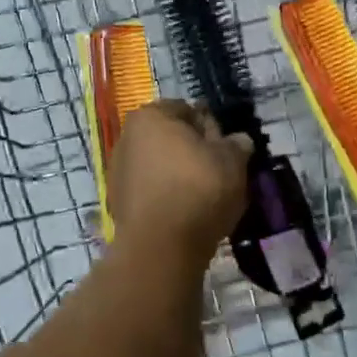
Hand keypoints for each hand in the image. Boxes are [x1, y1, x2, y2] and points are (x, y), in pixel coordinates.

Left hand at [108, 101, 252, 263]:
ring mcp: (118, 172)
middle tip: (219, 172)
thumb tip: (238, 140)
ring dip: (179, 175)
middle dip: (193, 151)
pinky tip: (186, 213)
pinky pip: (151, 191)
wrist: (161, 245)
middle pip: (170, 138)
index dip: (210, 127)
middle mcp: (127, 138)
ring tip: (205, 197)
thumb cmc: (198, 189)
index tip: (226, 148)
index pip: (187, 110)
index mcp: (150, 116)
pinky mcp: (118, 202)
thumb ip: (237, 144)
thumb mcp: (232, 161)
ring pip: (160, 166)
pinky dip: (167, 197)